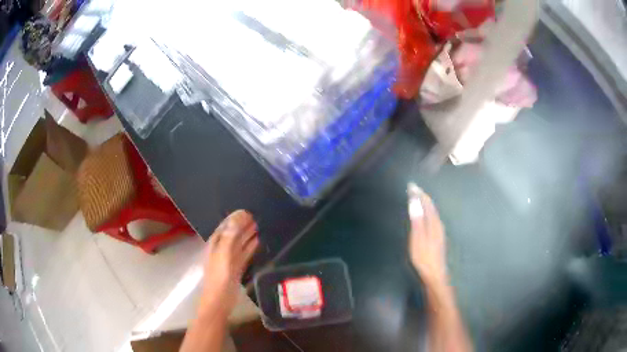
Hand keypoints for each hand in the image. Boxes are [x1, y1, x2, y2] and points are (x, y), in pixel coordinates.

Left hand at [200, 210, 258, 316]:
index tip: (246, 211)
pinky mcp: (236, 269)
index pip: (225, 227)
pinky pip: (244, 254)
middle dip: (242, 225)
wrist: (219, 302)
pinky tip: (257, 242)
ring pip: (239, 244)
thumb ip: (230, 238)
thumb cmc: (219, 280)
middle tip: (255, 216)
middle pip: (232, 234)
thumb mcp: (224, 257)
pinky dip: (250, 247)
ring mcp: (229, 260)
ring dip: (247, 235)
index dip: (234, 219)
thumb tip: (237, 218)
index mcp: (215, 245)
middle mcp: (221, 250)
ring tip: (258, 226)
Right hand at [407, 183, 447, 284]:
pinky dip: (426, 211)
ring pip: (432, 212)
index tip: (411, 185)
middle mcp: (438, 224)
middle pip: (431, 206)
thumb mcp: (418, 238)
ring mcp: (439, 231)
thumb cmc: (424, 257)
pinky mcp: (438, 237)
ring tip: (417, 198)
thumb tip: (414, 201)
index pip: (427, 203)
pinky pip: (432, 218)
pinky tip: (424, 215)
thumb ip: (417, 220)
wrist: (435, 274)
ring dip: (425, 203)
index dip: (419, 194)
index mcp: (434, 223)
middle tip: (413, 189)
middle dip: (422, 196)